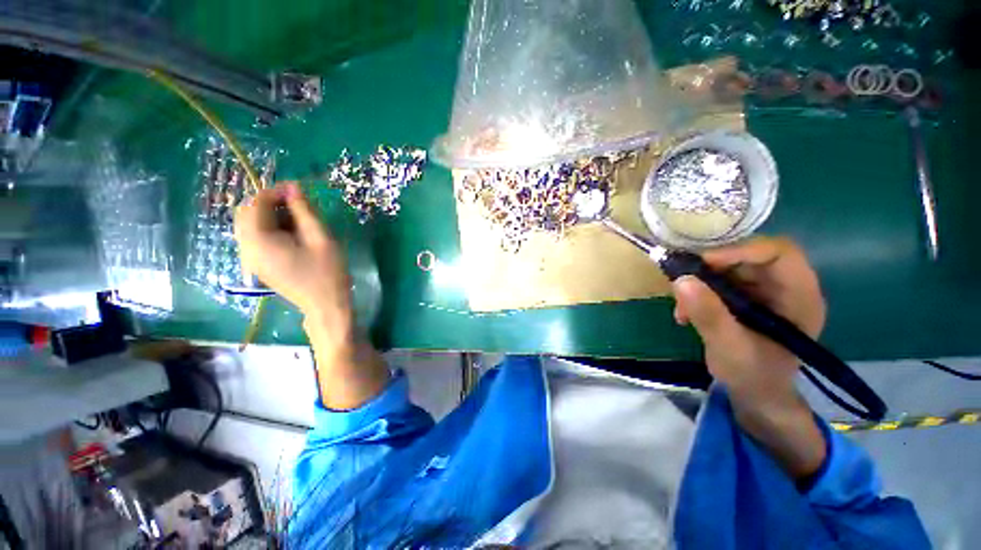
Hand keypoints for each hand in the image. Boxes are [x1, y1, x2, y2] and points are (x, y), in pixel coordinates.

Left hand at [234, 183, 352, 330]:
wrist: (326, 305)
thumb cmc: (327, 272)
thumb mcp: (320, 238)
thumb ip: (304, 211)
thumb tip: (294, 187)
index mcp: (259, 240)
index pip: (256, 204)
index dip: (276, 191)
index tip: (300, 189)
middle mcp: (246, 247)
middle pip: (247, 213)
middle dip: (271, 202)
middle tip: (300, 204)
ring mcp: (250, 258)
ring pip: (251, 224)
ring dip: (272, 215)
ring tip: (300, 221)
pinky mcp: (258, 264)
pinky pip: (256, 237)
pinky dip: (271, 228)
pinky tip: (293, 235)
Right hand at [672, 237, 825, 406]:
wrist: (755, 392)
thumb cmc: (753, 376)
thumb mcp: (729, 348)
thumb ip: (709, 315)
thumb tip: (681, 280)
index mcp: (800, 297)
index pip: (779, 253)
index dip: (741, 250)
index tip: (702, 262)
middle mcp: (785, 286)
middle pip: (749, 255)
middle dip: (712, 268)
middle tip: (683, 281)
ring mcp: (764, 290)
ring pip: (729, 266)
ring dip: (699, 281)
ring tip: (682, 306)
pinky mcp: (745, 295)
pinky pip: (718, 280)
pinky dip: (697, 291)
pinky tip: (685, 312)